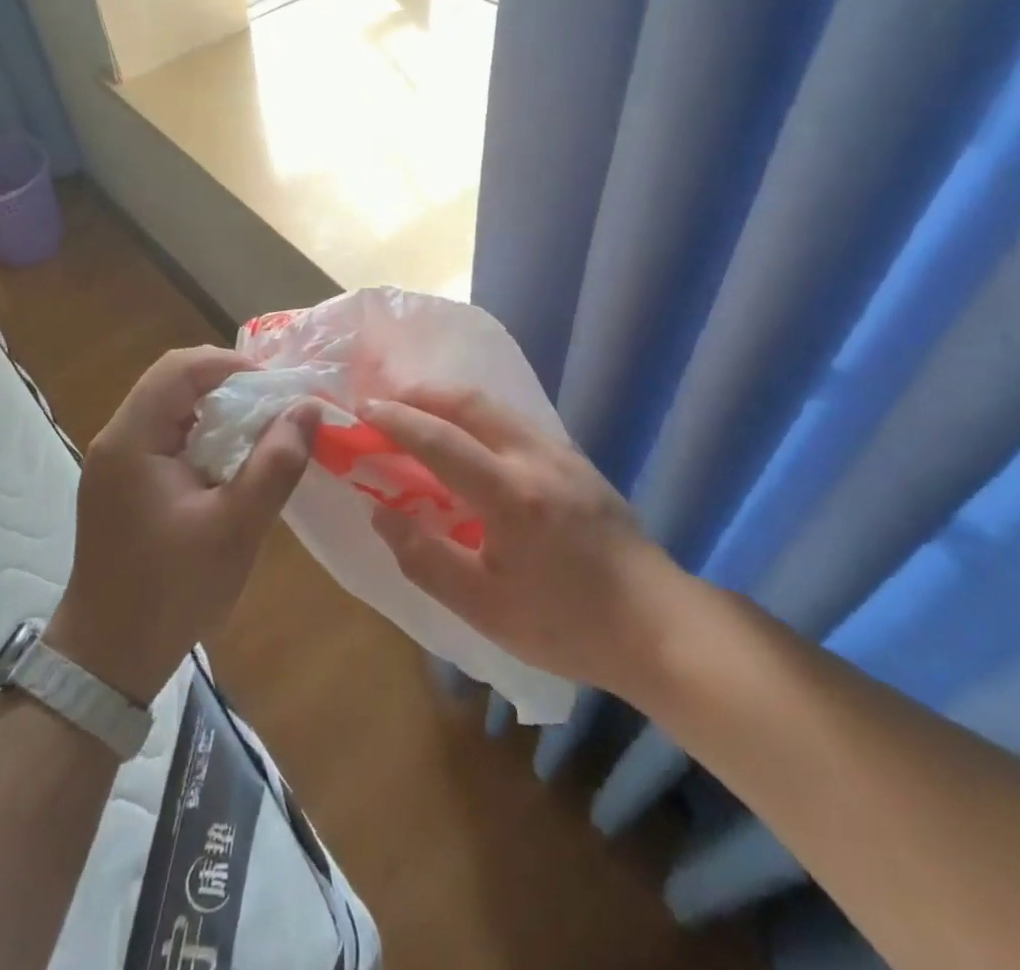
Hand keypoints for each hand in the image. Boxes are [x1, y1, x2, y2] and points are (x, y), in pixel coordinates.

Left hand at [45, 346, 315, 703]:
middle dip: (229, 386)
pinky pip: (166, 437)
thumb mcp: (235, 529)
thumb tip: (308, 409)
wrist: (108, 659)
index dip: (231, 365)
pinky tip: (232, 465)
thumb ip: (275, 465)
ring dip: (218, 411)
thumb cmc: (171, 593)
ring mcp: (115, 462)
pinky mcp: (122, 484)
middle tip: (275, 410)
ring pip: (172, 408)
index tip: (276, 389)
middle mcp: (117, 440)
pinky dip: (203, 436)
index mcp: (132, 441)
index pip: (180, 368)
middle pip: (174, 382)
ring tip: (262, 434)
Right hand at [364, 386, 681, 696]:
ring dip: (450, 401)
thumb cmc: (566, 625)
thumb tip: (381, 513)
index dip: (396, 421)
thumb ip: (425, 558)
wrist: (656, 624)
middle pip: (470, 402)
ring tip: (419, 415)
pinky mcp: (577, 459)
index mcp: (510, 495)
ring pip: (495, 407)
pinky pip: (515, 421)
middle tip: (386, 403)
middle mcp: (536, 457)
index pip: (440, 440)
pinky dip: (478, 417)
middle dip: (421, 394)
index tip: (363, 411)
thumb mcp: (484, 608)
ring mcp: (561, 452)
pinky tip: (468, 441)